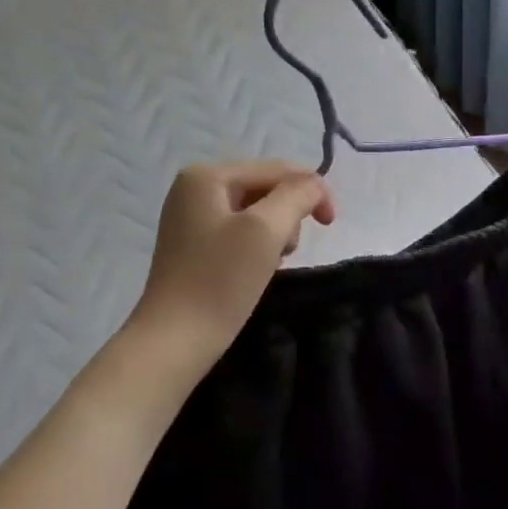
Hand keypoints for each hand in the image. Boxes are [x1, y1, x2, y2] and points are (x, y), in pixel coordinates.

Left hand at [130, 160, 334, 367]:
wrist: (176, 339)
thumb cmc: (221, 280)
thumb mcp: (266, 230)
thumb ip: (297, 196)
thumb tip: (316, 186)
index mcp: (207, 176)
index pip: (277, 169)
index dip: (312, 190)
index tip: (331, 225)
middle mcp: (194, 188)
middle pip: (266, 187)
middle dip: (290, 214)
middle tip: (288, 251)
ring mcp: (192, 217)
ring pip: (257, 211)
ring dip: (277, 232)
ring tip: (273, 262)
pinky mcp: (195, 246)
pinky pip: (241, 232)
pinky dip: (259, 246)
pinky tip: (258, 268)